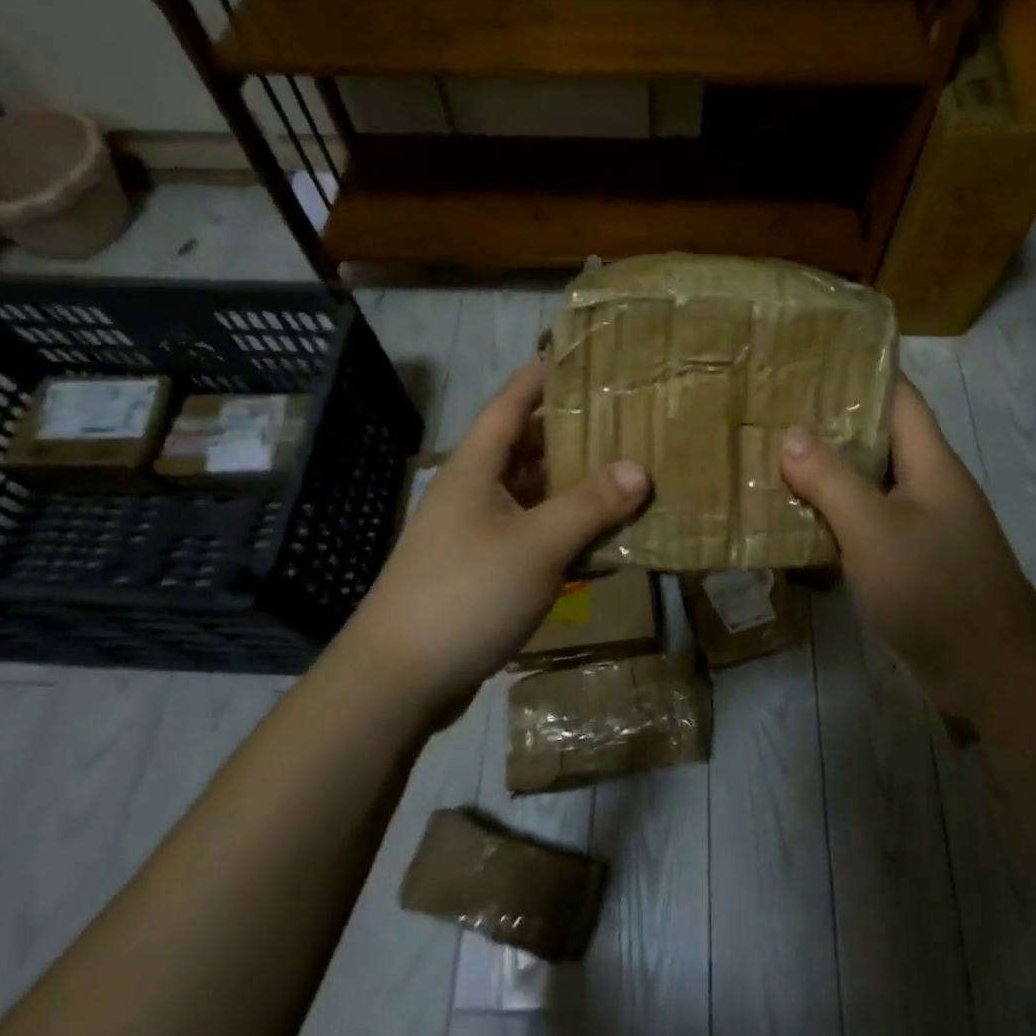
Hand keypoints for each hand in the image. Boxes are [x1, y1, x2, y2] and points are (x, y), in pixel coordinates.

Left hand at [344, 362, 650, 722]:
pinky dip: (561, 529)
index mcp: (474, 468)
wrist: (396, 681)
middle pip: (524, 447)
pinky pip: (529, 534)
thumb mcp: (536, 546)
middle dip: (569, 432)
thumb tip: (639, 469)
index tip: (576, 354)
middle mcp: (472, 491)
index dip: (540, 375)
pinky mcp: (479, 570)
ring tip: (621, 471)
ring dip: (569, 485)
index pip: (509, 403)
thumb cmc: (464, 594)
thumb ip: (589, 506)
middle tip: (620, 417)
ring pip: (530, 494)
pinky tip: (597, 538)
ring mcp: (473, 533)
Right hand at [779, 375, 1033, 709]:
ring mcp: (922, 523)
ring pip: (869, 480)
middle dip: (831, 420)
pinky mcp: (912, 559)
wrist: (993, 674)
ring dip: (828, 469)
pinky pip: (868, 520)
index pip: (899, 396)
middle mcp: (928, 484)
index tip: (812, 358)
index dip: (861, 370)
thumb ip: (831, 480)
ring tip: (774, 453)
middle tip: (776, 406)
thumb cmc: (935, 588)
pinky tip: (797, 515)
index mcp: (930, 462)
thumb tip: (791, 434)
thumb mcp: (874, 529)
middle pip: (879, 436)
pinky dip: (835, 512)